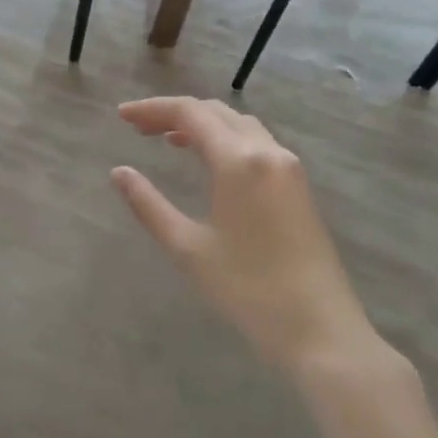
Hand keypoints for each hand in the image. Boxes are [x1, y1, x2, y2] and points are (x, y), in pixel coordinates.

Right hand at [111, 97, 371, 373]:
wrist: (319, 328)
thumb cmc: (247, 289)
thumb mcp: (187, 247)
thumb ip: (148, 204)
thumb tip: (119, 172)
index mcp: (239, 161)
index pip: (190, 113)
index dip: (152, 109)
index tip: (121, 116)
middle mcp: (268, 152)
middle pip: (216, 112)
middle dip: (174, 113)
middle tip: (138, 128)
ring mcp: (289, 168)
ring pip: (239, 125)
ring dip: (202, 124)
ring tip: (167, 140)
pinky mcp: (298, 186)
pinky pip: (256, 144)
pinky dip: (225, 140)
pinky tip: (209, 162)